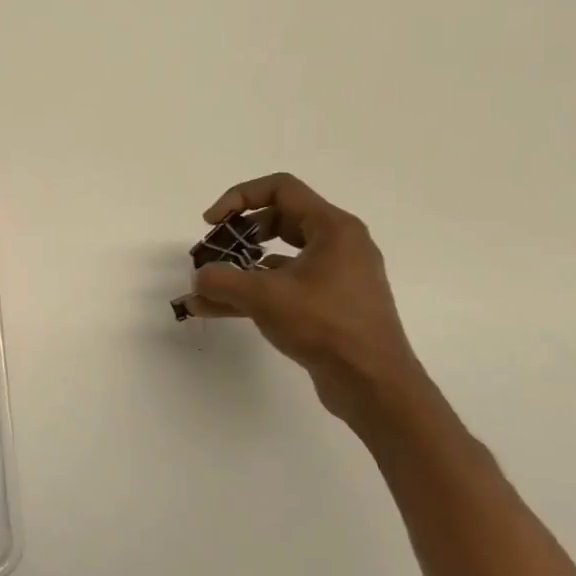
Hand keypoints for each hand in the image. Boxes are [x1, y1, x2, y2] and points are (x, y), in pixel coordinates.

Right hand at [185, 173, 430, 427]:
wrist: (375, 386)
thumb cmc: (326, 326)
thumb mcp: (264, 297)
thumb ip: (222, 281)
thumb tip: (200, 278)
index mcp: (332, 228)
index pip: (280, 189)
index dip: (239, 198)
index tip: (212, 223)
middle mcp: (339, 245)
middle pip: (278, 220)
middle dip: (237, 235)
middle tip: (212, 252)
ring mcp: (336, 276)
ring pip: (278, 258)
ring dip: (239, 269)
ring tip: (204, 289)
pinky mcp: (331, 305)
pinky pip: (285, 286)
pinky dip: (254, 292)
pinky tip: (220, 310)